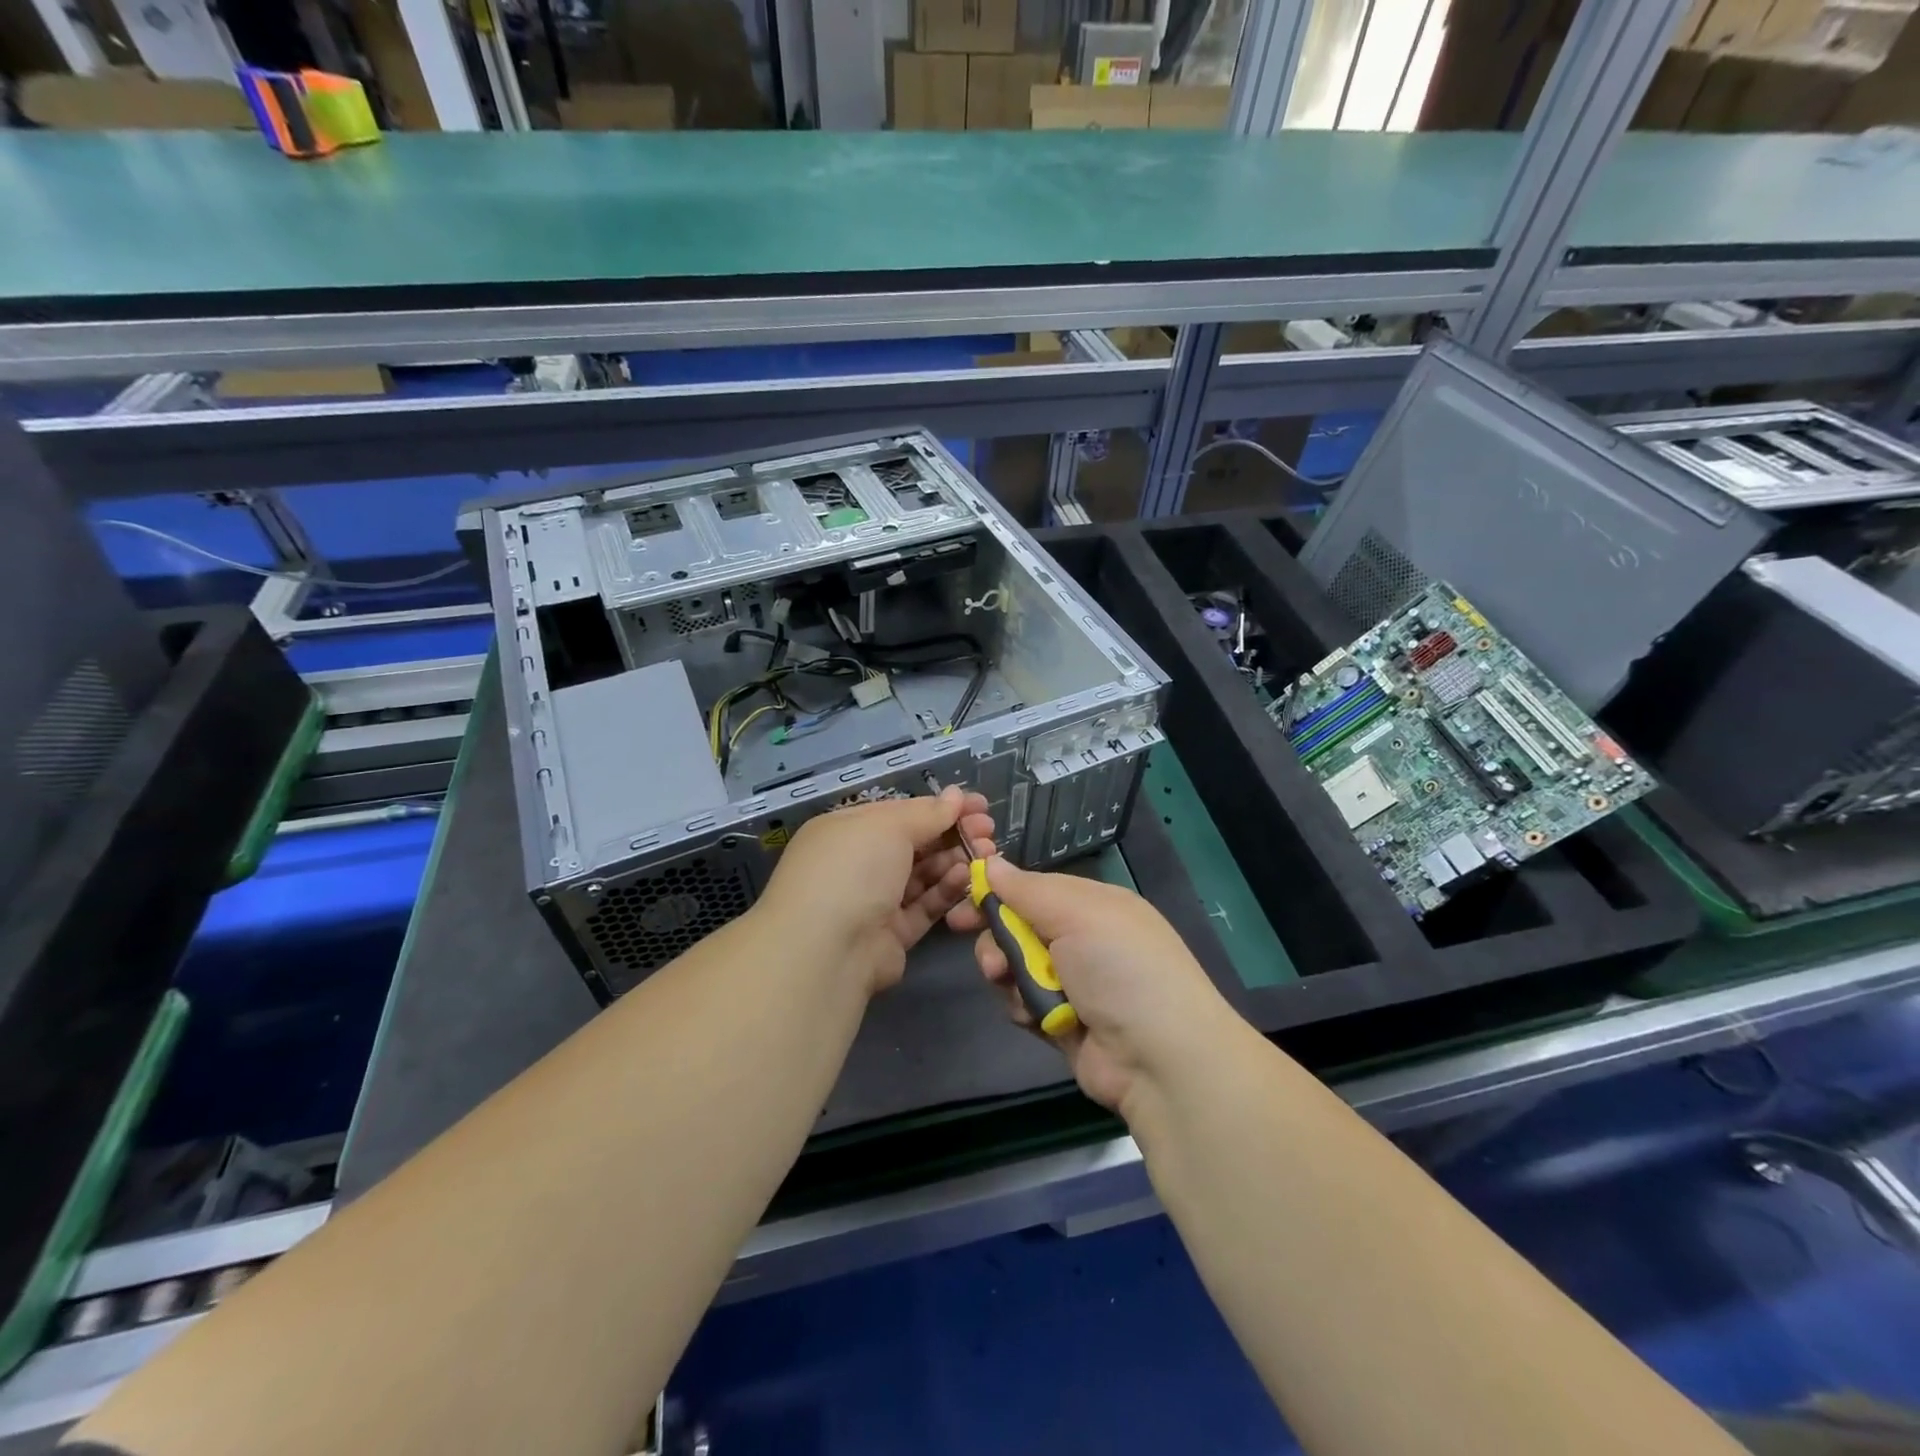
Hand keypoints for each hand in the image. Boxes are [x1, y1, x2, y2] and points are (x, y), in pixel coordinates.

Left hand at [757, 787, 993, 995]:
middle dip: (953, 833)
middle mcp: (858, 863)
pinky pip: (924, 906)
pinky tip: (968, 878)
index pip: (901, 812)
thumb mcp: (889, 827)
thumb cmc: (852, 870)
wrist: (826, 950)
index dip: (941, 807)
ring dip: (955, 860)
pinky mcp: (892, 934)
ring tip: (986, 853)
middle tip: (988, 830)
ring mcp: (874, 900)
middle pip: (915, 843)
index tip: (979, 804)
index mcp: (847, 830)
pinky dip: (946, 891)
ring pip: (923, 875)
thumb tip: (956, 795)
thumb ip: (927, 813)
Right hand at [949, 858, 1235, 1114]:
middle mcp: (1083, 939)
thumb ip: (1027, 890)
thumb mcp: (1077, 913)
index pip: (1034, 888)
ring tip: (1019, 989)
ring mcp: (1074, 982)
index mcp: (1094, 904)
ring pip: (1015, 967)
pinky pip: (1023, 1003)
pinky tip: (1036, 1017)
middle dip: (998, 940)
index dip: (998, 892)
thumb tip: (991, 862)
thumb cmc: (1120, 968)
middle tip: (990, 959)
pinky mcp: (1062, 1021)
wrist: (1159, 1058)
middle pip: (1018, 927)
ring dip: (1010, 976)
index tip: (962, 898)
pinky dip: (1024, 1007)